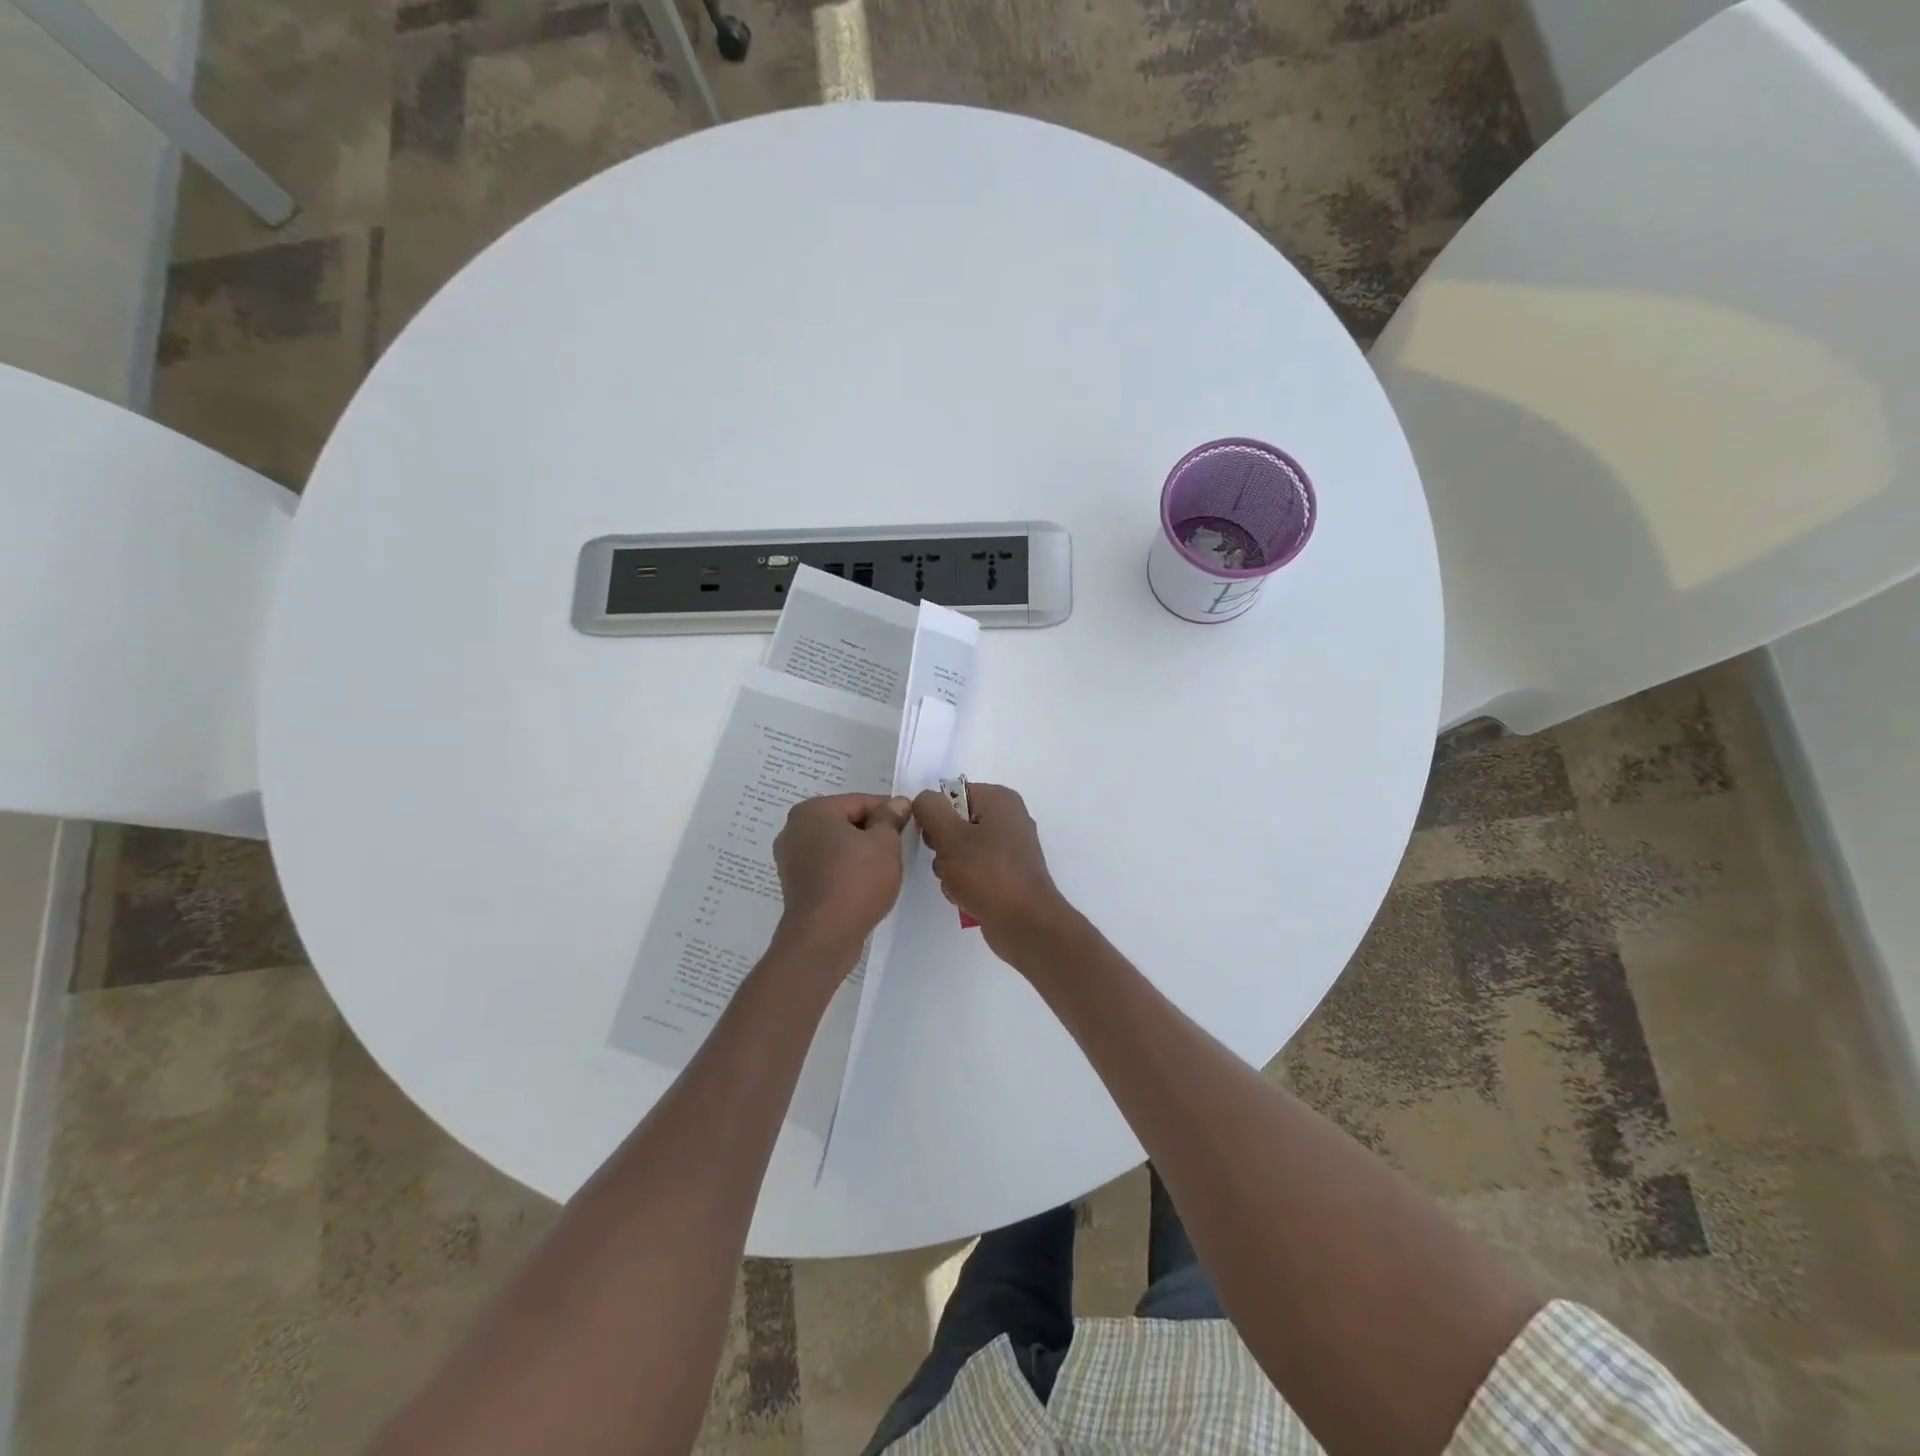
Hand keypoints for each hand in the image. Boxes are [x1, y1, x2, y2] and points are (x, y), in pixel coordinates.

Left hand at [772, 794, 912, 955]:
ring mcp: (791, 859)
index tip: (911, 824)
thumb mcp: (885, 843)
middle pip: (846, 822)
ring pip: (837, 846)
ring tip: (885, 869)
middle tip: (900, 848)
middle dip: (874, 832)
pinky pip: (828, 867)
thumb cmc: (856, 881)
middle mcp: (794, 829)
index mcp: (813, 811)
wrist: (824, 937)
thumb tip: (897, 803)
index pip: (861, 801)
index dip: (890, 811)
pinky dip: (846, 870)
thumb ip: (891, 818)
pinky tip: (865, 885)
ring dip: (861, 853)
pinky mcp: (795, 885)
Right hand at [910, 783, 1074, 959]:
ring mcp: (1010, 847)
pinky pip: (974, 869)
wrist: (1025, 924)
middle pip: (955, 822)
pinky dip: (964, 882)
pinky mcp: (1008, 873)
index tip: (932, 838)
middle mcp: (1008, 817)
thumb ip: (930, 810)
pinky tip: (964, 897)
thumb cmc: (987, 874)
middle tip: (946, 863)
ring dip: (949, 868)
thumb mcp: (950, 836)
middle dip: (942, 845)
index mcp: (999, 799)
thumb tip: (924, 799)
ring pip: (961, 849)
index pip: (951, 793)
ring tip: (956, 884)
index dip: (935, 815)